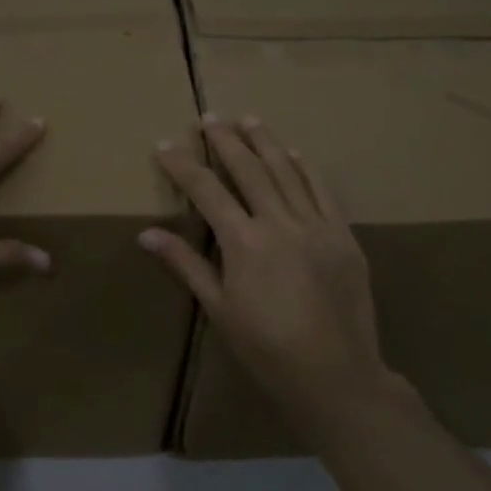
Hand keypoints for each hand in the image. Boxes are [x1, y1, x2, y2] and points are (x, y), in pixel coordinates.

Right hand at [141, 116, 399, 422]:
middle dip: (225, 140)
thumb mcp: (219, 309)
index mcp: (244, 242)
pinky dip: (305, 167)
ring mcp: (316, 225)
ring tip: (248, 119)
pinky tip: (293, 151)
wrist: (336, 374)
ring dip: (265, 141)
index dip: (183, 165)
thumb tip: (147, 234)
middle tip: (209, 117)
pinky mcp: (343, 234)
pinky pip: (322, 190)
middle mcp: (279, 223)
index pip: (207, 191)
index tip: (164, 145)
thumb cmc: (266, 347)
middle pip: (248, 169)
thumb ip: (185, 265)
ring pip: (286, 170)